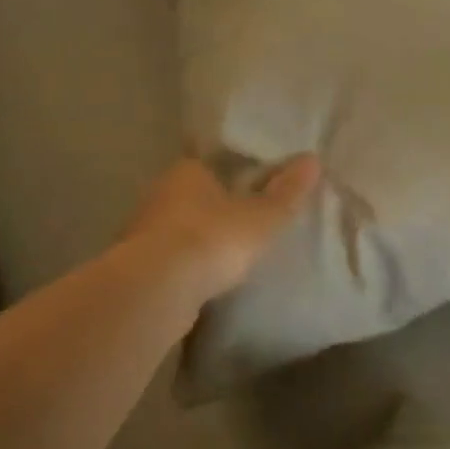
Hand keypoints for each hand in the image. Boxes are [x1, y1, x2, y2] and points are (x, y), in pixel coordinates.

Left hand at [125, 155, 319, 303]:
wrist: (156, 290)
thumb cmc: (213, 238)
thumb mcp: (263, 217)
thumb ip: (287, 192)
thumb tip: (312, 159)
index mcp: (188, 171)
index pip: (211, 162)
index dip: (233, 171)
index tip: (253, 183)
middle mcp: (160, 194)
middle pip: (193, 194)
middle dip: (215, 205)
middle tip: (246, 218)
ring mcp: (143, 231)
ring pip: (178, 226)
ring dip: (198, 236)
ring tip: (228, 251)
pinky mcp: (137, 267)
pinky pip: (169, 258)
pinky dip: (185, 264)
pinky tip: (204, 278)